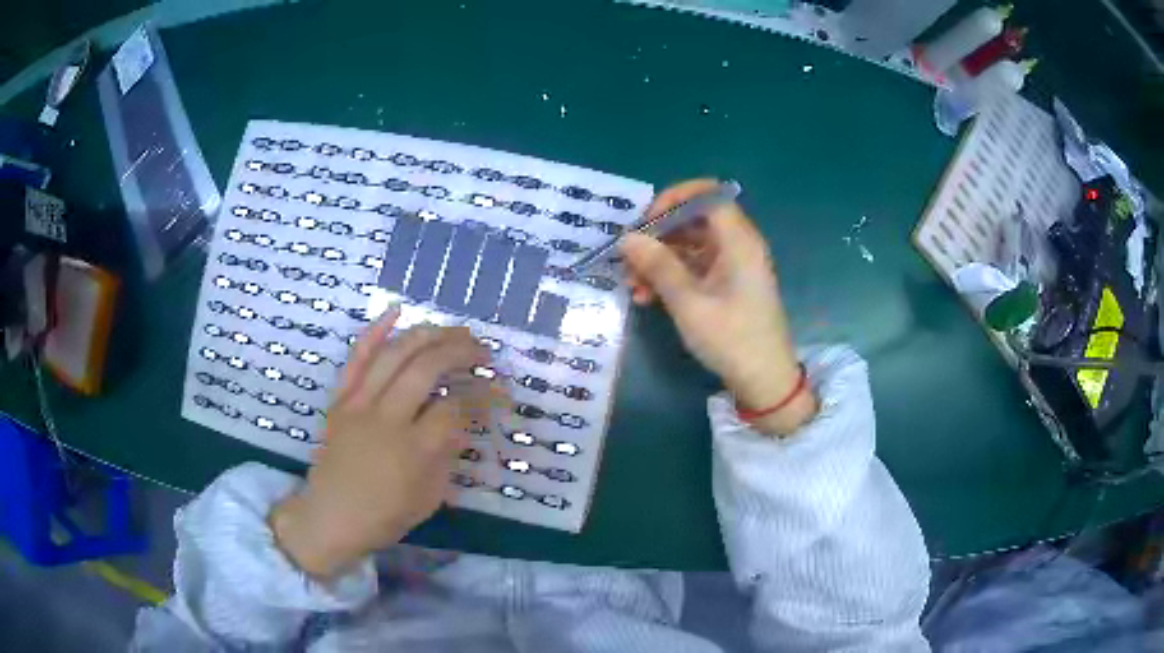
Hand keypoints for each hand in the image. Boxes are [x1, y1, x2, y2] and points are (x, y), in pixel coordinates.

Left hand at [270, 310, 492, 579]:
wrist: (330, 517)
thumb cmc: (384, 516)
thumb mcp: (429, 498)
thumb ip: (448, 456)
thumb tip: (463, 422)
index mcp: (413, 451)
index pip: (454, 408)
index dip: (481, 396)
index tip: (497, 391)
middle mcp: (386, 419)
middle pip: (426, 369)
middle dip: (459, 351)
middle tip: (481, 349)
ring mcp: (358, 404)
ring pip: (394, 354)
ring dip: (427, 335)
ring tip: (453, 330)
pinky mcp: (340, 399)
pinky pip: (356, 357)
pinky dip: (375, 330)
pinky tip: (397, 310)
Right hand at [621, 179, 816, 435]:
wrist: (764, 381)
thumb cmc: (732, 339)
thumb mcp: (689, 304)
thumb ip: (658, 266)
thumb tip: (626, 238)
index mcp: (738, 241)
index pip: (707, 195)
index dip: (674, 199)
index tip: (645, 221)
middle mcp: (737, 246)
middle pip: (693, 220)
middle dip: (658, 235)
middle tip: (629, 257)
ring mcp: (732, 266)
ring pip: (689, 245)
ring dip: (658, 260)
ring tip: (632, 285)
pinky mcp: (726, 285)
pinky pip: (694, 267)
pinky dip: (670, 276)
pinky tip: (647, 297)